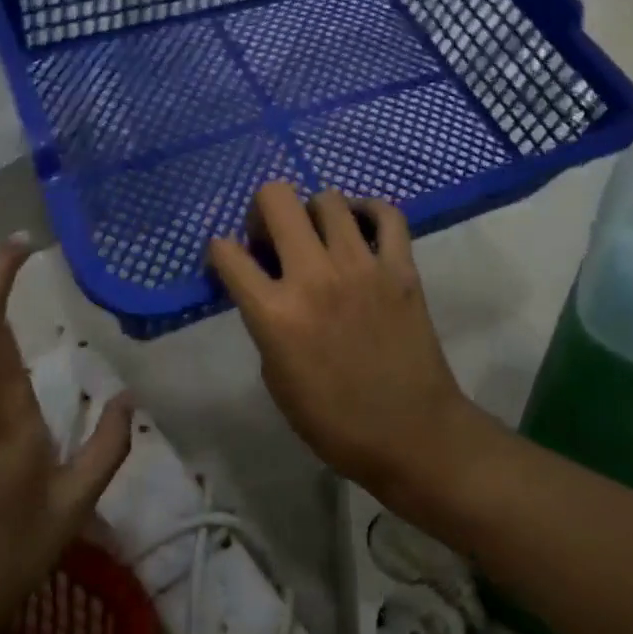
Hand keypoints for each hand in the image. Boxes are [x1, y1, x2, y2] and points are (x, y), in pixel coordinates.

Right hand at [206, 183, 483, 504]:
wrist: (412, 435)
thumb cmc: (334, 420)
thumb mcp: (276, 378)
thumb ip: (265, 322)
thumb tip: (266, 286)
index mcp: (275, 313)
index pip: (227, 253)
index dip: (221, 251)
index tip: (231, 259)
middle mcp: (314, 277)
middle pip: (276, 198)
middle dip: (263, 210)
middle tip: (273, 238)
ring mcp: (362, 266)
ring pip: (327, 199)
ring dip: (312, 212)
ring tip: (319, 237)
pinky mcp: (401, 267)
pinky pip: (387, 214)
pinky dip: (369, 212)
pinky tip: (360, 229)